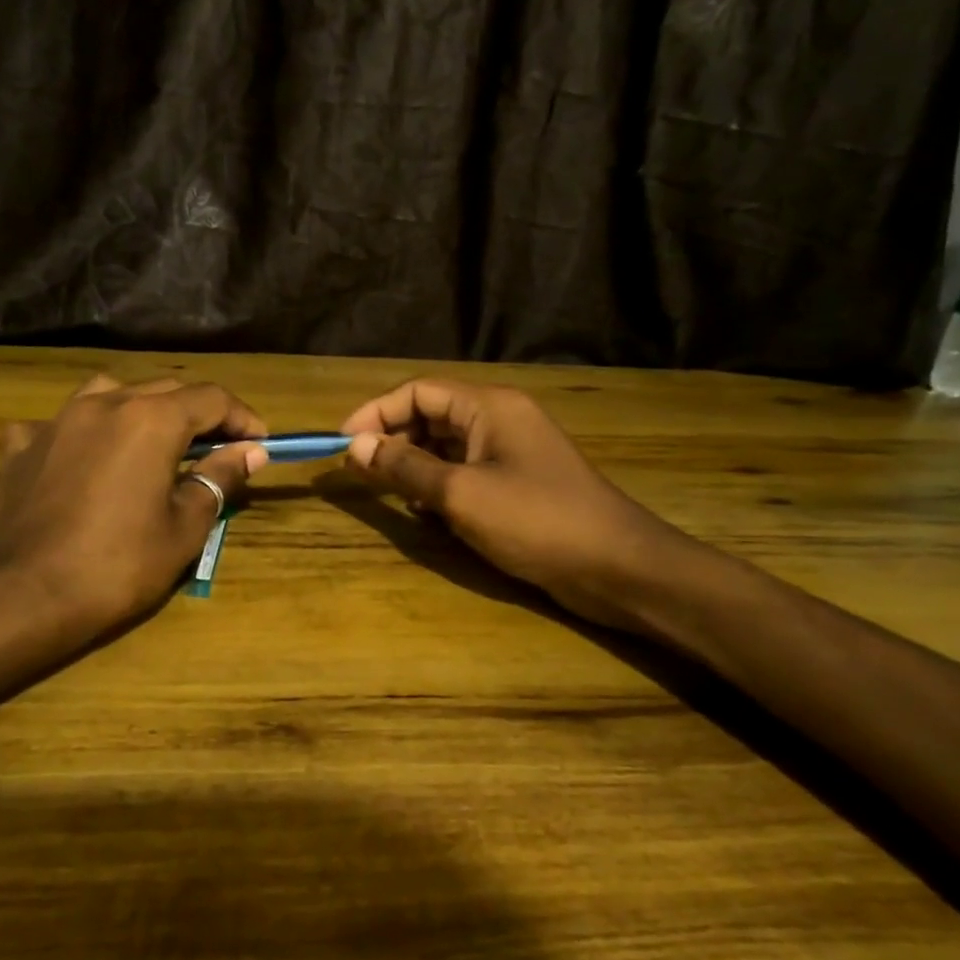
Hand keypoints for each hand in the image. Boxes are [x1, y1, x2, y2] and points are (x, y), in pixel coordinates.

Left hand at [0, 375, 267, 645]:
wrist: (24, 598)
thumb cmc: (118, 566)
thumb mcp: (184, 527)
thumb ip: (219, 478)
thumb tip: (252, 452)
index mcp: (151, 420)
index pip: (211, 399)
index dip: (242, 418)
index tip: (259, 444)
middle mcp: (104, 404)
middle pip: (165, 390)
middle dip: (199, 414)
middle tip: (219, 449)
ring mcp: (56, 421)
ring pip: (110, 393)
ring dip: (140, 409)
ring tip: (152, 442)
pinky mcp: (21, 447)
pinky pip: (57, 423)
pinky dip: (80, 433)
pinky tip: (81, 457)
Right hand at [341, 380, 706, 630]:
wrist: (617, 567)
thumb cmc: (536, 521)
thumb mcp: (461, 494)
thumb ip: (405, 467)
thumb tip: (355, 446)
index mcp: (488, 406)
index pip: (418, 392)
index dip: (375, 413)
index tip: (342, 443)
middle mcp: (498, 419)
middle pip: (431, 416)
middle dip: (392, 440)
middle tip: (358, 472)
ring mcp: (510, 452)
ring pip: (446, 446)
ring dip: (413, 465)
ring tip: (386, 493)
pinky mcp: (517, 483)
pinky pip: (464, 472)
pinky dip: (439, 486)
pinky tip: (425, 513)